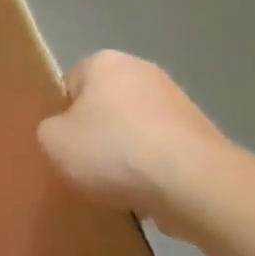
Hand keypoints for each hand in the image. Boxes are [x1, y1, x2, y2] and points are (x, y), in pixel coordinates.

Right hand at [37, 51, 226, 235]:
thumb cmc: (112, 151)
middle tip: (87, 165)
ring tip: (119, 186)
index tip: (66, 143)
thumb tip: (66, 133)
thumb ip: (50, 129)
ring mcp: (180, 102)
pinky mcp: (204, 136)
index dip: (63, 116)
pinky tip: (148, 193)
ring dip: (127, 154)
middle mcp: (144, 71)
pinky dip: (154, 170)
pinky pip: (164, 152)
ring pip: (135, 130)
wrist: (194, 184)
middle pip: (105, 106)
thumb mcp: (52, 141)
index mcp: (104, 62)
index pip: (70, 85)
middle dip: (97, 134)